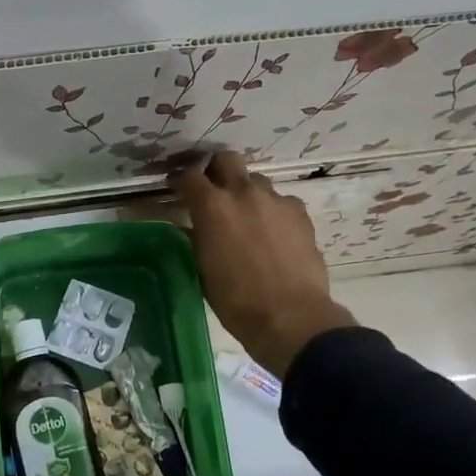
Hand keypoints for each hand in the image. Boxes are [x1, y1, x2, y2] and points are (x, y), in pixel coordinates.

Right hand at [170, 151, 355, 378]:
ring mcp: (276, 200)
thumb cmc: (235, 300)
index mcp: (212, 207)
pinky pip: (280, 201)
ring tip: (247, 217)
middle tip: (213, 190)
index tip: (176, 188)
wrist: (290, 316)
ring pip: (256, 181)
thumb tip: (193, 225)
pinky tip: (273, 233)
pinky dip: (272, 211)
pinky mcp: (300, 213)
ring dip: (247, 192)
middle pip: (226, 159)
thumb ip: (198, 236)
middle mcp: (243, 193)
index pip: (188, 176)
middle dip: (216, 170)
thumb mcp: (203, 267)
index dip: (179, 180)